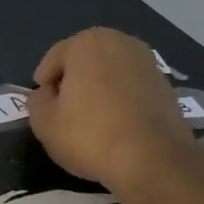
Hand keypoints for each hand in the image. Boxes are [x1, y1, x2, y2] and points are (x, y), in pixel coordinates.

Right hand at [28, 28, 203, 197]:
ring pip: (110, 72)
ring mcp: (148, 62)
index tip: (42, 104)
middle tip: (63, 109)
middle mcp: (121, 42)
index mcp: (87, 44)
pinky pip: (131, 86)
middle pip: (85, 60)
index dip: (44, 82)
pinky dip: (120, 98)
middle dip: (72, 80)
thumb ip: (37, 102)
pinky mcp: (167, 85)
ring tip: (89, 117)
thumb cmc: (89, 135)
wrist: (153, 160)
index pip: (54, 58)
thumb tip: (45, 94)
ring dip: (98, 88)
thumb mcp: (44, 123)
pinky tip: (115, 123)